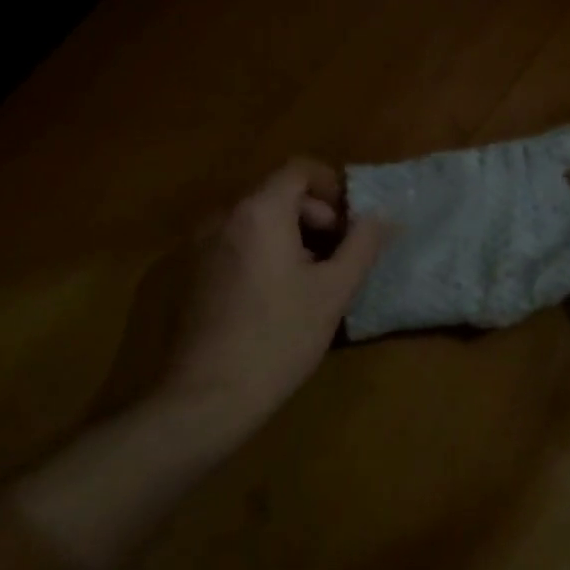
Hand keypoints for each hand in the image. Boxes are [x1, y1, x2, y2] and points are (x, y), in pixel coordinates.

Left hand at [151, 158, 387, 442]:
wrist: (204, 399)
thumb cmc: (278, 338)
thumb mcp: (334, 291)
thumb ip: (362, 245)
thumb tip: (381, 215)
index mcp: (259, 211)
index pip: (299, 169)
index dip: (331, 188)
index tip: (350, 223)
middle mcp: (224, 215)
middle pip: (278, 193)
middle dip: (313, 217)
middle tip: (336, 258)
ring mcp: (200, 244)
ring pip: (256, 220)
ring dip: (289, 236)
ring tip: (309, 281)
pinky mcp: (189, 272)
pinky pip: (235, 244)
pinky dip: (261, 253)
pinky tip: (273, 298)